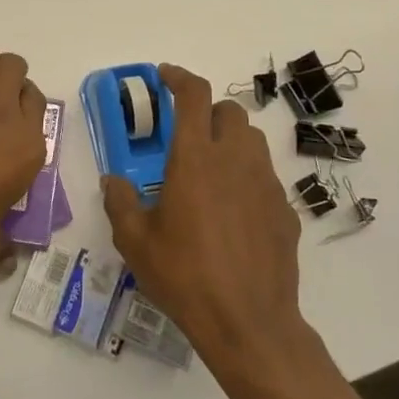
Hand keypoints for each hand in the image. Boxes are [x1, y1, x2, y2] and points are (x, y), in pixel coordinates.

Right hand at [101, 63, 312, 386]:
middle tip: (185, 133)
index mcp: (194, 159)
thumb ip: (120, 202)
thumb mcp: (135, 241)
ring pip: (252, 140)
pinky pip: (265, 176)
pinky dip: (246, 176)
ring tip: (209, 168)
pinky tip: (231, 210)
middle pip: (229, 111)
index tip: (164, 76)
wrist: (248, 323)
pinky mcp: (285, 210)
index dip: (178, 77)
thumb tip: (113, 181)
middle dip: (206, 111)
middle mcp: (234, 160)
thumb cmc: (184, 276)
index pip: (193, 95)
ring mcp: (266, 184)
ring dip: (229, 139)